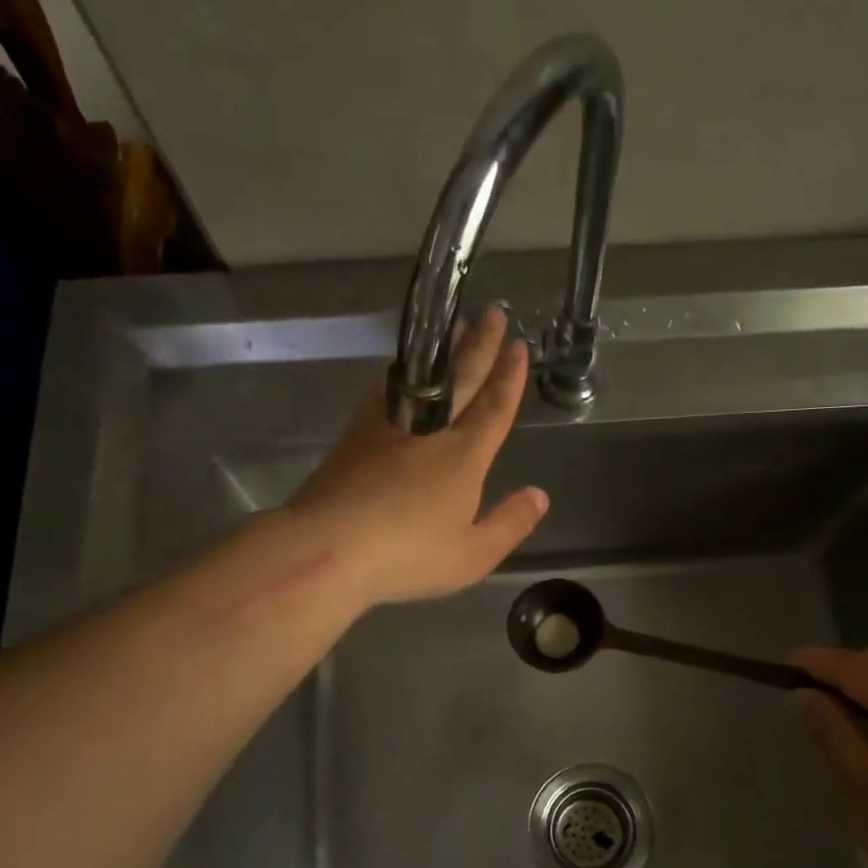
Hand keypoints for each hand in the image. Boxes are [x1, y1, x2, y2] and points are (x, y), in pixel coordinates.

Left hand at [290, 306, 548, 606]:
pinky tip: (400, 370)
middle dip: (480, 346)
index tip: (517, 346)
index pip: (493, 407)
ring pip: (424, 378)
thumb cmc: (408, 555)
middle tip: (492, 313)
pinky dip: (399, 373)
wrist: (328, 546)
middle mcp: (430, 431)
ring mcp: (389, 427)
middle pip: (461, 380)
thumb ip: (510, 523)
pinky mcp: (355, 433)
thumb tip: (540, 495)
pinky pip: (385, 391)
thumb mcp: (472, 555)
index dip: (508, 377)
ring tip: (453, 326)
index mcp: (464, 457)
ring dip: (443, 350)